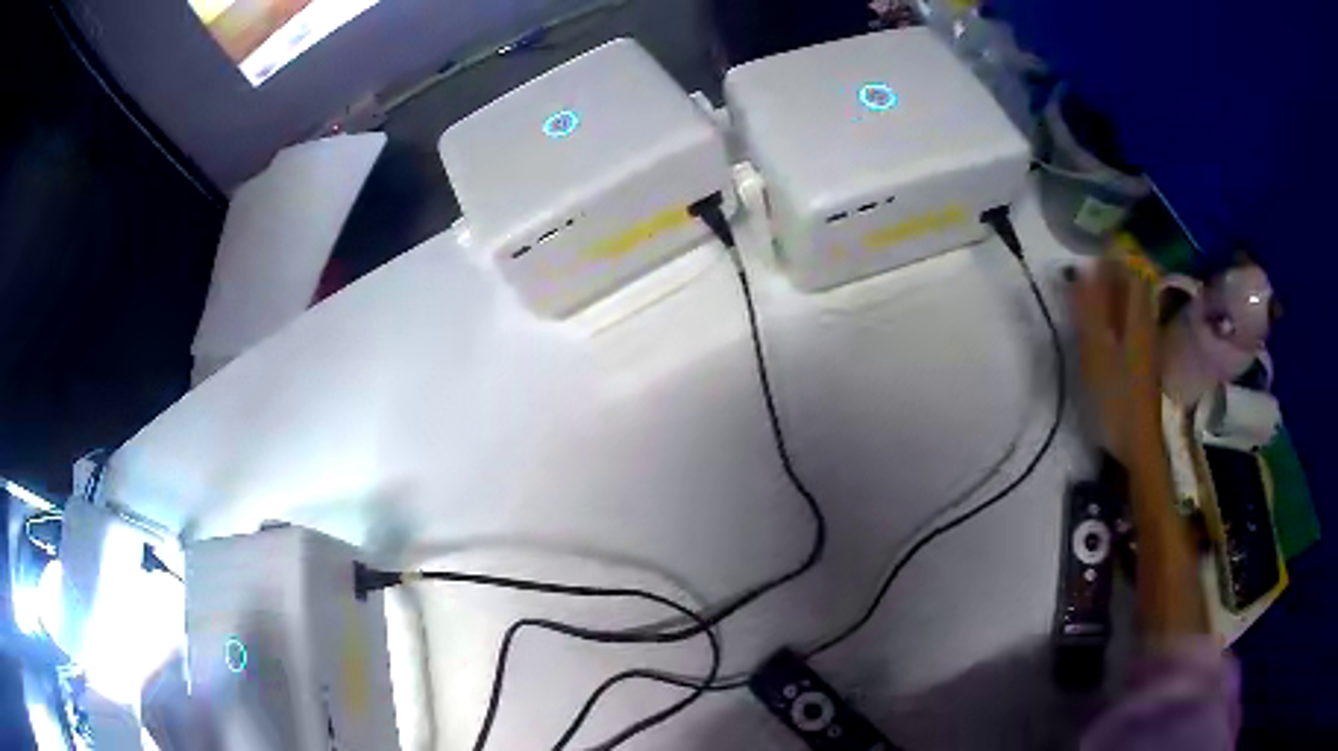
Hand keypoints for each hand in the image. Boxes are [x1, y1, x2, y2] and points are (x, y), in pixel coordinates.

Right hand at [1071, 260, 1161, 464]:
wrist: (1138, 446)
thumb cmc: (1115, 398)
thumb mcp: (1096, 353)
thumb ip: (1088, 310)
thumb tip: (1080, 268)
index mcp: (1136, 317)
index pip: (1129, 271)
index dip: (1112, 254)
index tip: (1089, 248)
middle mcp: (1146, 324)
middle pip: (1134, 286)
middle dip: (1112, 272)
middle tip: (1085, 271)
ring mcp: (1147, 344)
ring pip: (1133, 305)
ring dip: (1114, 294)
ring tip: (1090, 294)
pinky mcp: (1143, 362)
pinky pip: (1131, 323)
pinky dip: (1117, 315)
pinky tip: (1104, 326)